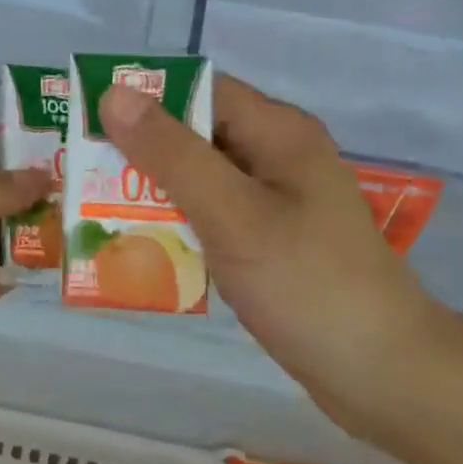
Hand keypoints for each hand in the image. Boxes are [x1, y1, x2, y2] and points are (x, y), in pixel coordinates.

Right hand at [98, 74, 462, 427]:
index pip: (198, 89)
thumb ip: (172, 153)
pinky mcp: (271, 242)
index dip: (142, 97)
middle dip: (138, 150)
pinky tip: (141, 246)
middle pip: (195, 134)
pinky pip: (212, 217)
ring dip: (152, 191)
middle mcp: (277, 156)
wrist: (383, 374)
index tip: (86, 119)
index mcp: (277, 132)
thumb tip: (115, 93)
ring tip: (92, 208)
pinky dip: (176, 224)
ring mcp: (276, 202)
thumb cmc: (307, 284)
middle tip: (79, 171)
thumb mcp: (232, 213)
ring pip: (200, 179)